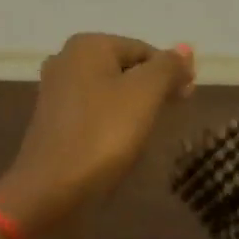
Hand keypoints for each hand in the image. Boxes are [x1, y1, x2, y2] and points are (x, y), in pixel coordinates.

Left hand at [0, 33, 195, 238]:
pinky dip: (113, 123)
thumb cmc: (102, 135)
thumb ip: (168, 67)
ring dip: (134, 108)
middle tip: (174, 113)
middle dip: (153, 89)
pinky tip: (122, 144)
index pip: (144, 50)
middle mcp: (67, 60)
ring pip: (111, 92)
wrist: (50, 192)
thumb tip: (186, 47)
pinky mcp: (54, 123)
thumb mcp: (145, 94)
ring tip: (149, 132)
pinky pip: (95, 114)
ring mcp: (57, 93)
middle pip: (126, 69)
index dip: (171, 72)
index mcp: (87, 46)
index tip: (188, 98)